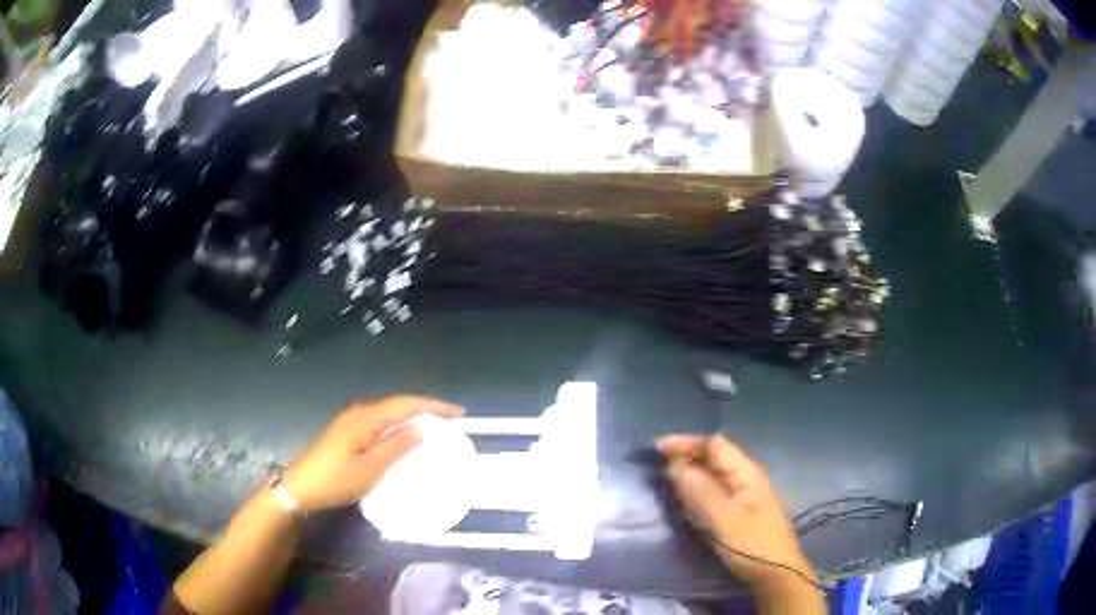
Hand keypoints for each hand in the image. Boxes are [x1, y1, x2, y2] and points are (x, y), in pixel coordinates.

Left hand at [282, 396, 464, 511]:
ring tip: (433, 429)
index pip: (406, 403)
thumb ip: (398, 445)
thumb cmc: (337, 478)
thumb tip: (425, 427)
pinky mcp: (348, 433)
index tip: (458, 413)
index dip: (433, 406)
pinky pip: (380, 424)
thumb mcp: (371, 467)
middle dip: (425, 409)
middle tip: (449, 422)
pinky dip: (398, 428)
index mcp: (366, 417)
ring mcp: (351, 422)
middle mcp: (359, 413)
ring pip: (389, 414)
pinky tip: (405, 440)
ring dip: (412, 418)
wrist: (302, 487)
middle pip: (398, 405)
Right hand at [658, 435, 817, 594]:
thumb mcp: (725, 520)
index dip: (685, 442)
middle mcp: (744, 478)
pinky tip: (683, 505)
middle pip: (711, 458)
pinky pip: (711, 495)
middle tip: (654, 468)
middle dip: (684, 459)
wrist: (775, 575)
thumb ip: (700, 491)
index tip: (655, 449)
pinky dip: (694, 495)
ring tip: (663, 484)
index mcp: (745, 473)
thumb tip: (675, 465)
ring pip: (709, 477)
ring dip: (687, 477)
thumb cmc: (752, 546)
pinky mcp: (736, 512)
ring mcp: (741, 496)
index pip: (713, 444)